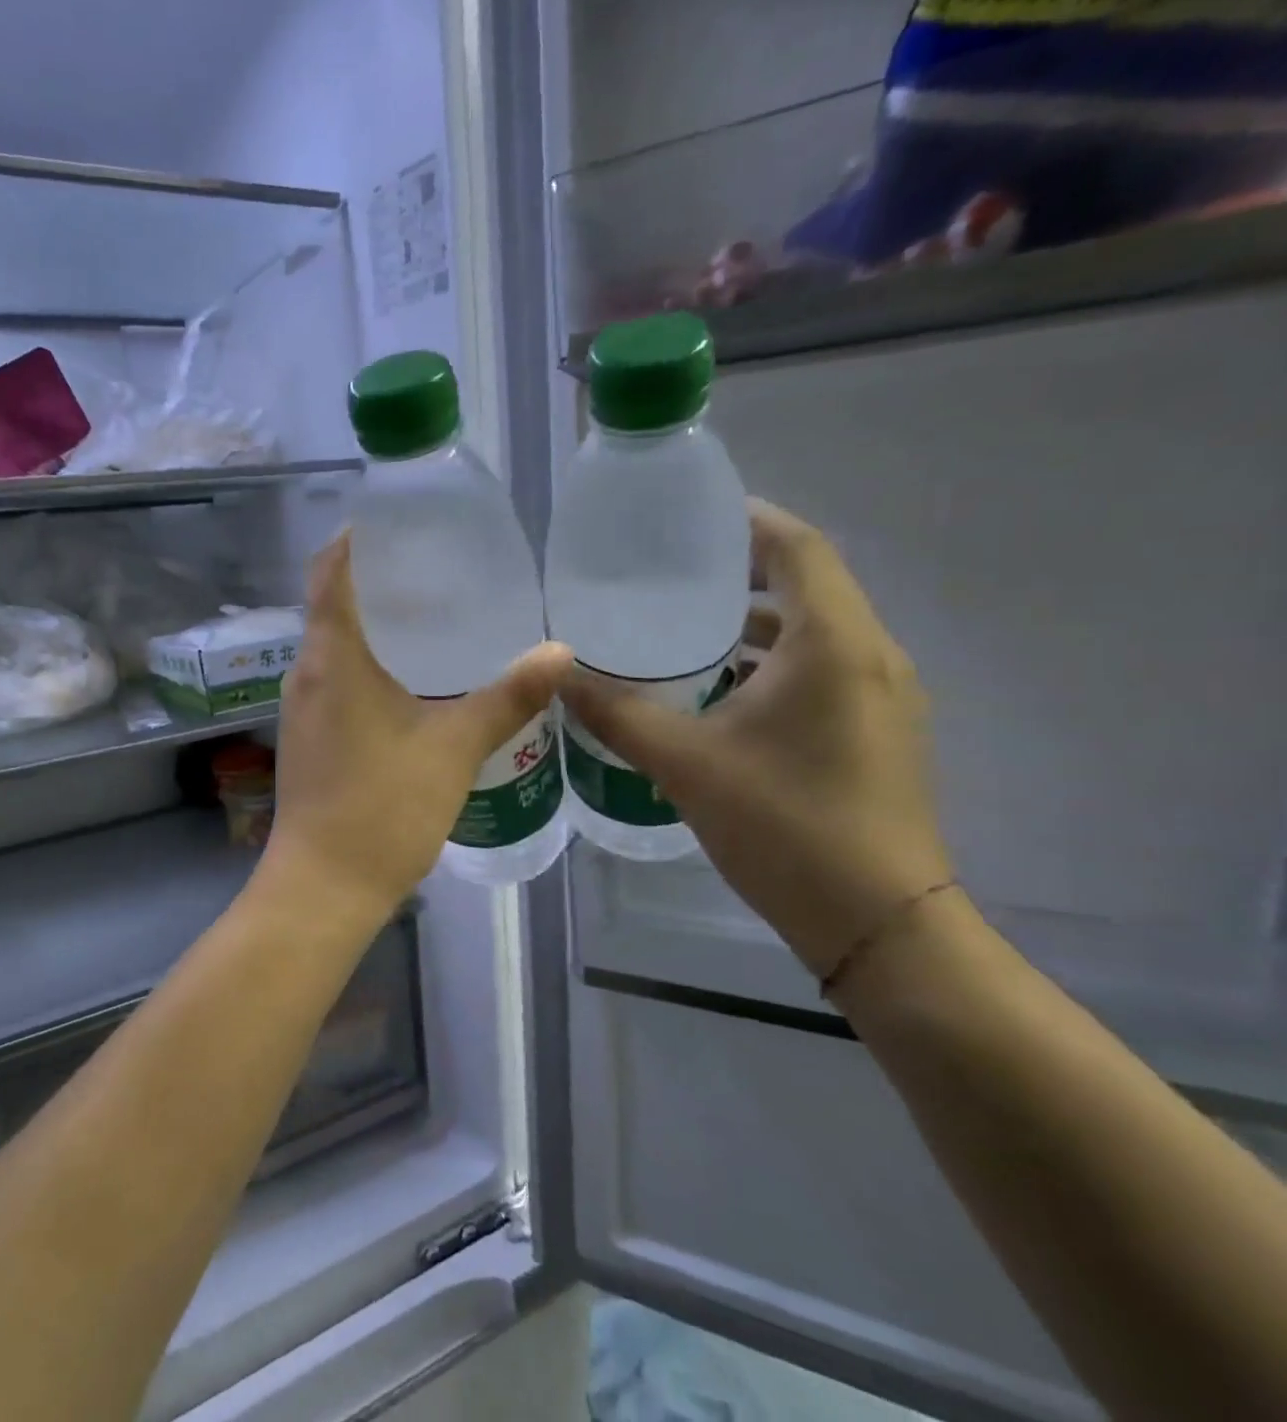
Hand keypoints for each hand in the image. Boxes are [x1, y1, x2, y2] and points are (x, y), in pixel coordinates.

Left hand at [265, 534, 571, 918]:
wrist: (323, 888)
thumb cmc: (382, 810)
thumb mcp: (453, 749)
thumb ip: (506, 698)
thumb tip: (561, 652)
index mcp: (331, 660)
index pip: (328, 574)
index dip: (355, 540)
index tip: (397, 522)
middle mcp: (306, 675)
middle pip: (331, 606)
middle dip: (376, 580)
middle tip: (436, 565)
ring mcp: (301, 710)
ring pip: (334, 647)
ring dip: (373, 624)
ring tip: (431, 614)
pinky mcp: (309, 740)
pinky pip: (335, 680)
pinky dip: (368, 663)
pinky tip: (412, 679)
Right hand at [561, 499, 953, 976]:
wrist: (879, 923)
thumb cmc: (786, 826)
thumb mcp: (686, 764)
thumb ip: (617, 714)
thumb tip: (558, 677)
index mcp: (833, 645)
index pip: (798, 549)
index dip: (749, 521)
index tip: (692, 516)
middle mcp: (869, 657)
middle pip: (807, 585)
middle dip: (741, 571)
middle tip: (670, 573)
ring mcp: (881, 697)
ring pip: (813, 633)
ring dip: (753, 624)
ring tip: (682, 630)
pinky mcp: (876, 732)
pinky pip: (820, 671)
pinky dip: (770, 664)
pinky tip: (717, 693)